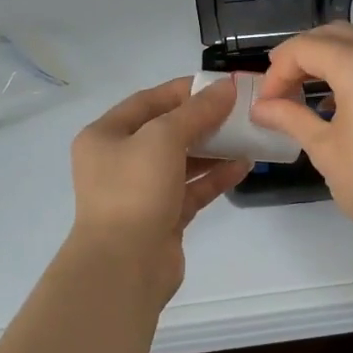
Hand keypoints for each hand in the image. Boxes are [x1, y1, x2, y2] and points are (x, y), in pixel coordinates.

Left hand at [67, 75, 248, 301]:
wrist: (123, 266)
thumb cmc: (135, 190)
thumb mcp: (164, 138)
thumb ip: (197, 111)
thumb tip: (226, 87)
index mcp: (105, 135)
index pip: (148, 101)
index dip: (184, 91)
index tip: (219, 86)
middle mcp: (118, 161)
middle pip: (166, 131)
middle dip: (202, 120)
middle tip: (238, 111)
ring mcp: (139, 192)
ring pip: (181, 161)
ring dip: (213, 149)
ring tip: (247, 136)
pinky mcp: (161, 218)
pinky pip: (191, 189)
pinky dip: (215, 177)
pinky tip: (243, 166)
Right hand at [251, 24, 352, 255]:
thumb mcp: (325, 149)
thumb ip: (290, 117)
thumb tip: (260, 107)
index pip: (306, 48)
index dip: (277, 71)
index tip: (266, 102)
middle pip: (332, 35)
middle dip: (300, 56)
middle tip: (280, 89)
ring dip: (327, 58)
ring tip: (305, 92)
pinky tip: (339, 101)